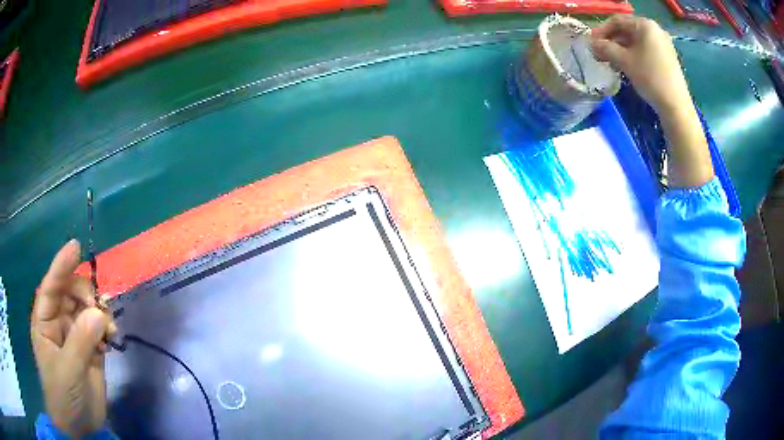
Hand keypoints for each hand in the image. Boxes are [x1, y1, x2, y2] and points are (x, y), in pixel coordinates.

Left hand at [31, 240, 116, 437]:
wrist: (79, 425)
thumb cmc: (63, 394)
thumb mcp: (68, 369)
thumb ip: (81, 340)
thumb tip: (99, 313)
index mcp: (44, 321)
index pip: (51, 286)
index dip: (61, 265)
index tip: (76, 247)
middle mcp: (58, 322)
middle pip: (71, 292)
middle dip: (85, 294)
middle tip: (99, 308)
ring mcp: (74, 335)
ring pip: (87, 309)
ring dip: (100, 312)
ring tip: (109, 327)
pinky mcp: (90, 349)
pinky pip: (99, 327)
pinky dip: (107, 328)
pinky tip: (111, 338)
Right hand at [591, 15, 713, 187]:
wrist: (676, 107)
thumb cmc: (650, 78)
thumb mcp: (624, 61)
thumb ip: (605, 48)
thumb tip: (592, 44)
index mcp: (645, 25)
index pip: (617, 21)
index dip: (601, 31)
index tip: (591, 43)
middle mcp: (655, 30)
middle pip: (627, 31)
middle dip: (611, 41)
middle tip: (600, 54)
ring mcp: (663, 45)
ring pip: (636, 42)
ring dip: (621, 50)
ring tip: (611, 62)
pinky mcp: (667, 58)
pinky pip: (645, 51)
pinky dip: (633, 56)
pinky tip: (626, 67)